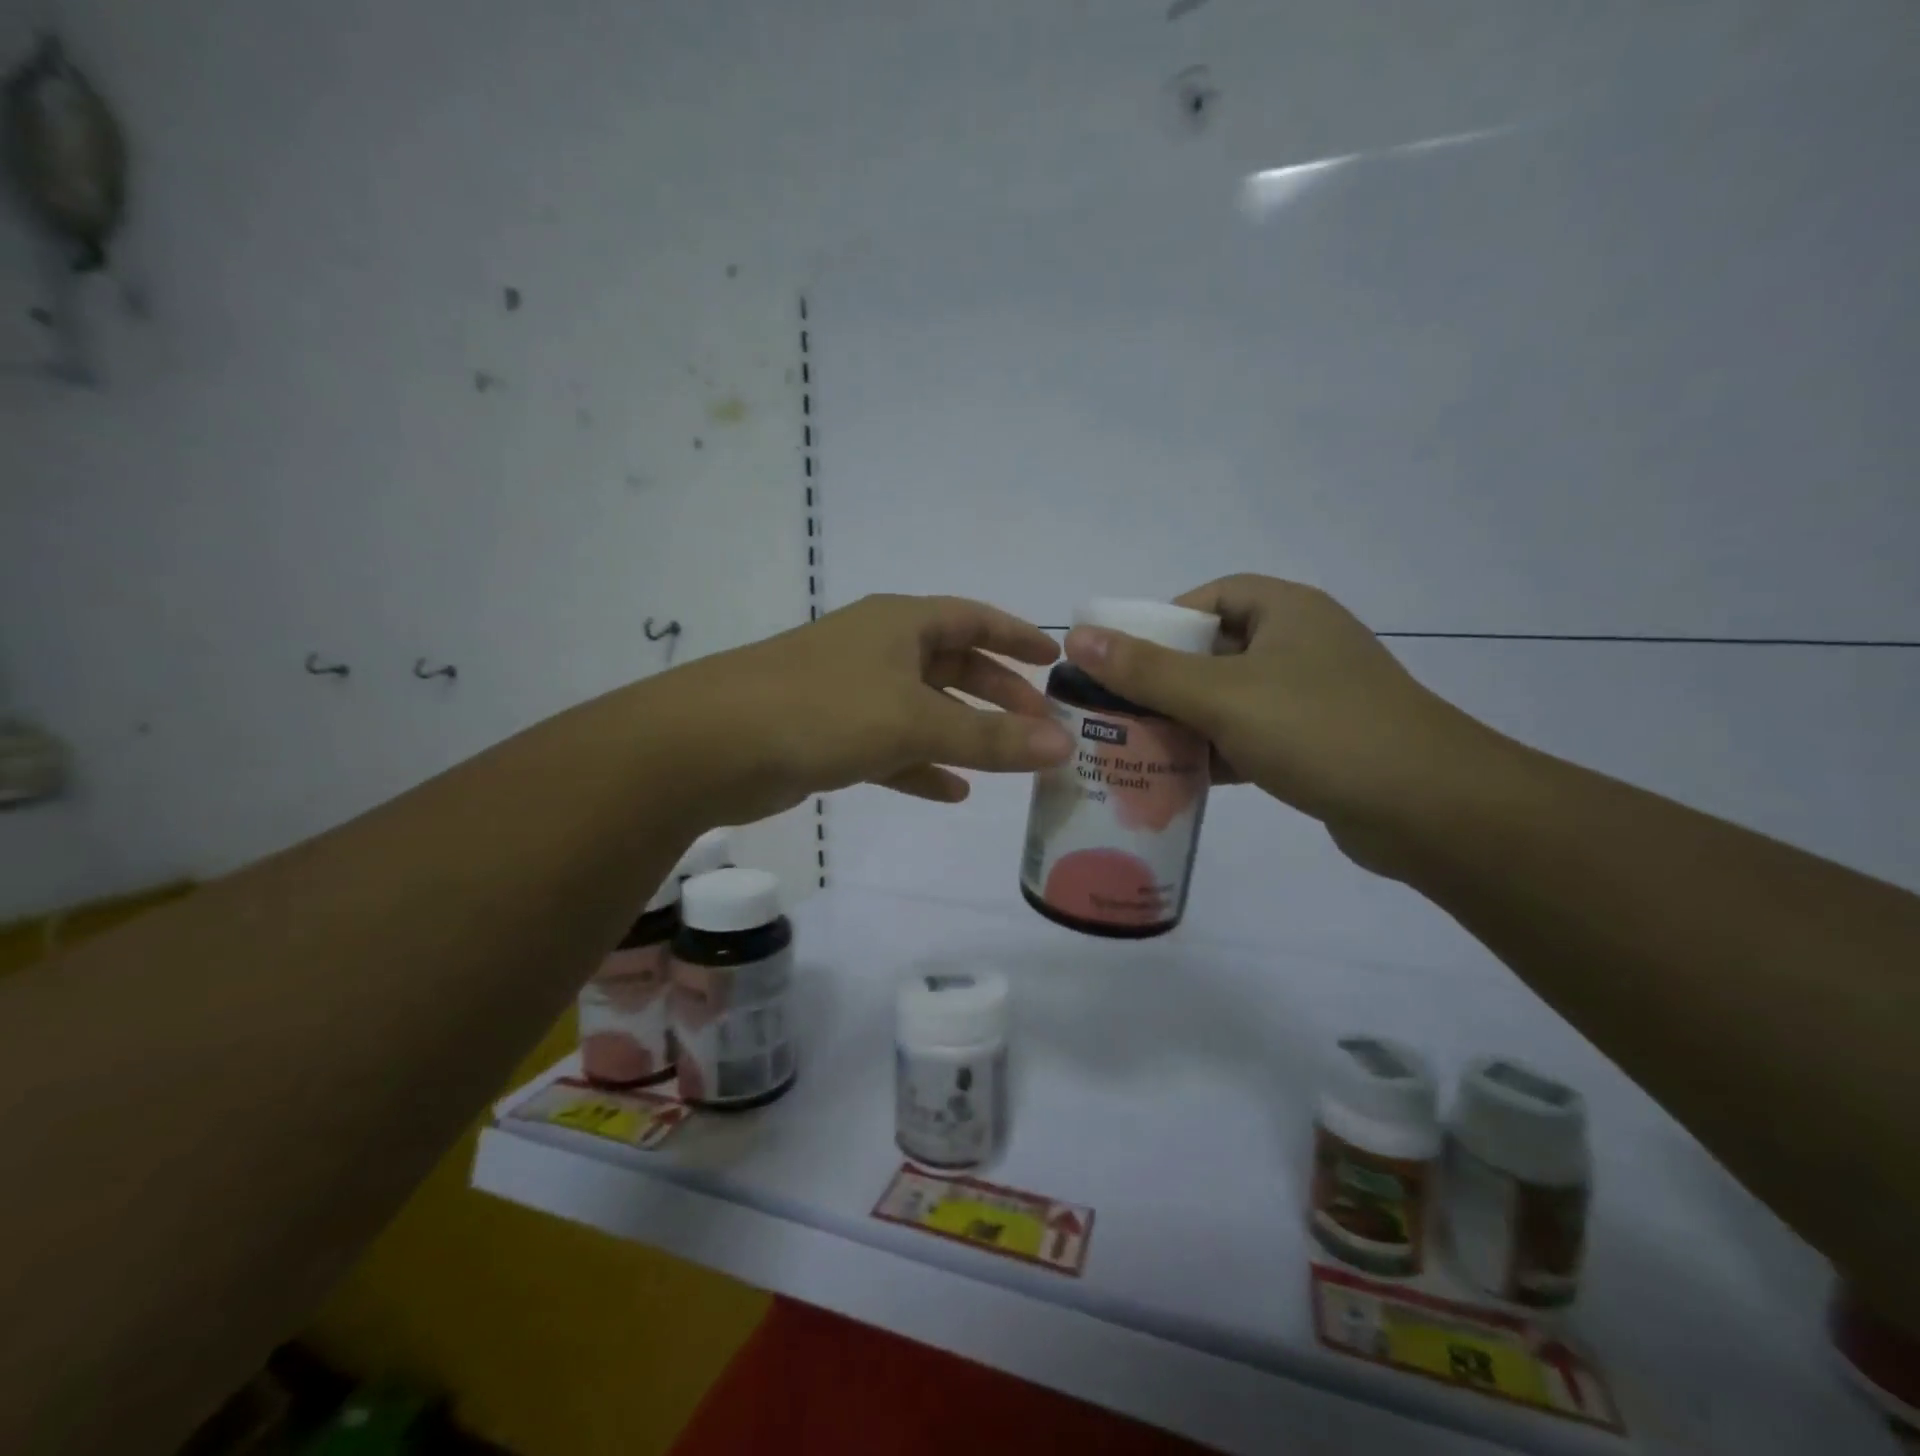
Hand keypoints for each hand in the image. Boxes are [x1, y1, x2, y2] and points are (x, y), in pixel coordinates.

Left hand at [664, 593, 1072, 822]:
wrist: (713, 744)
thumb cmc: (825, 710)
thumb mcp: (917, 721)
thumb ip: (991, 737)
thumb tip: (1064, 745)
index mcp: (901, 623)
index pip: (974, 618)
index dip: (1016, 637)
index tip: (1053, 662)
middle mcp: (878, 648)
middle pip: (952, 663)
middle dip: (996, 693)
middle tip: (1038, 724)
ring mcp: (851, 691)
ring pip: (923, 708)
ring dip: (964, 732)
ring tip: (1008, 761)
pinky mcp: (829, 733)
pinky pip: (891, 746)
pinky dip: (922, 764)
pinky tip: (951, 791)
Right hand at [1061, 575, 1493, 832]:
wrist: (1430, 810)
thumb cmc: (1320, 730)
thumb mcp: (1222, 696)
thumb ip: (1146, 670)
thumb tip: (1077, 637)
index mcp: (1286, 612)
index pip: (1210, 597)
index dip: (1162, 622)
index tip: (1122, 660)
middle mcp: (1300, 645)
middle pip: (1213, 652)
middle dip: (1162, 682)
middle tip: (1115, 710)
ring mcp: (1311, 697)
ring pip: (1228, 700)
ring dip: (1184, 723)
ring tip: (1132, 747)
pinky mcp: (1317, 744)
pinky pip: (1249, 738)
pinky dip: (1215, 754)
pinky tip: (1177, 779)